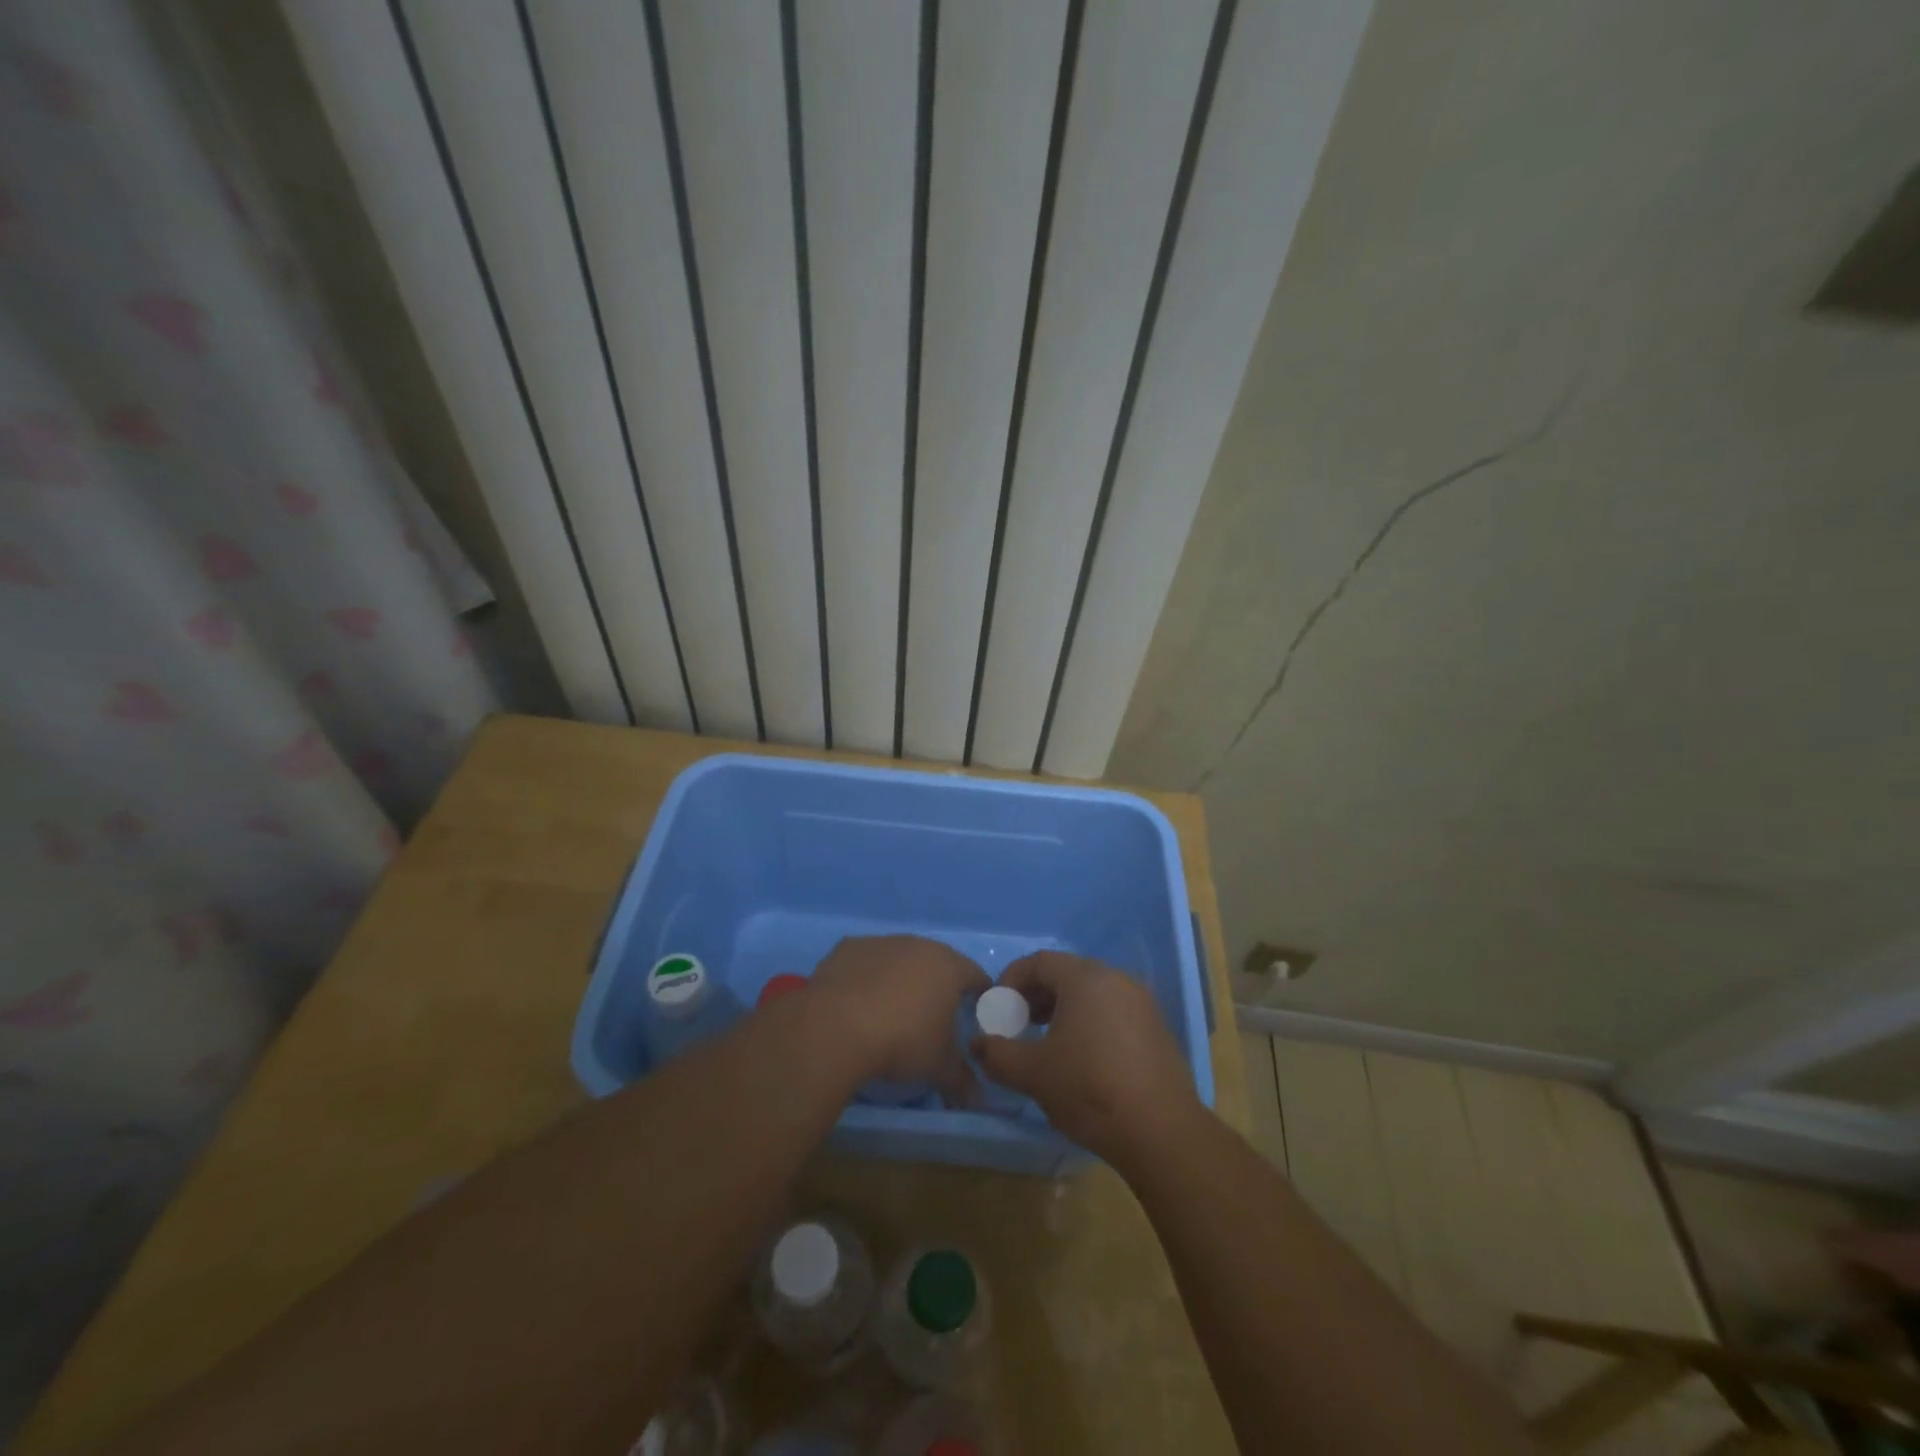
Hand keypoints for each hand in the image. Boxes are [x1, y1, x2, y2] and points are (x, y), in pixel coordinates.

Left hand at [808, 935, 989, 1103]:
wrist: (837, 1025)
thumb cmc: (903, 1041)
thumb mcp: (939, 1067)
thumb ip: (962, 1080)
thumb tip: (978, 1099)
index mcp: (949, 967)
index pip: (976, 975)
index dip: (978, 994)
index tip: (975, 1013)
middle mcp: (919, 945)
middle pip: (937, 962)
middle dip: (938, 985)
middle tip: (933, 1015)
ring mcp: (882, 942)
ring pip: (900, 959)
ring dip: (901, 979)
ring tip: (892, 1010)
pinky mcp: (849, 948)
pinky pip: (867, 962)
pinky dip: (868, 977)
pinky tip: (859, 1002)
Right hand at [972, 951, 1199, 1163]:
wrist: (1159, 1130)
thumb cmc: (1088, 1088)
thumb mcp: (1032, 1072)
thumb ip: (997, 1053)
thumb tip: (977, 1043)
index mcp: (1086, 978)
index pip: (1039, 962)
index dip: (1011, 979)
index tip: (997, 1007)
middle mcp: (1116, 979)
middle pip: (1067, 973)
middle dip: (1036, 995)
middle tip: (1018, 1024)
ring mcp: (1142, 1002)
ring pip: (1092, 993)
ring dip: (1063, 1009)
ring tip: (1047, 1042)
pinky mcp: (1157, 1028)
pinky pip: (1113, 1011)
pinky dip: (1090, 1022)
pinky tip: (1082, 1057)